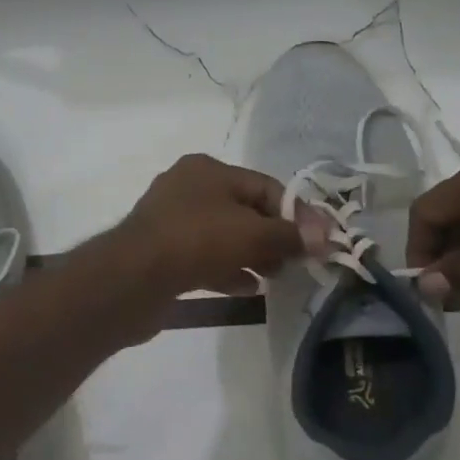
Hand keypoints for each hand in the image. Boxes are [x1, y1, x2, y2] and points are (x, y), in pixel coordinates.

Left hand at [112, 154, 309, 300]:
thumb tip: (327, 238)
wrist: (132, 279)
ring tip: (276, 277)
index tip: (317, 242)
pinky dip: (227, 270)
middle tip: (295, 263)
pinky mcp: (162, 254)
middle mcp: (187, 189)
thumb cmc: (196, 242)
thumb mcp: (252, 234)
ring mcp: (171, 222)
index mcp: (207, 170)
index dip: (295, 214)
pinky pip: (204, 258)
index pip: (264, 186)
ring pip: (223, 236)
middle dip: (273, 237)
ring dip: (252, 256)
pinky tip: (247, 289)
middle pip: (244, 211)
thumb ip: (291, 235)